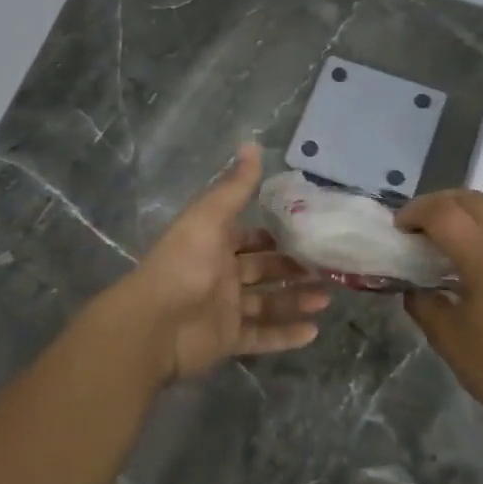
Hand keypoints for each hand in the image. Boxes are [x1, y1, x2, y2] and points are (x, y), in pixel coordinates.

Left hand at [116, 143, 329, 382]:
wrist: (156, 323)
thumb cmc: (185, 263)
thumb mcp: (210, 216)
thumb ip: (235, 186)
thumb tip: (252, 143)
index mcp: (214, 243)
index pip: (249, 237)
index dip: (275, 235)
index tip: (308, 232)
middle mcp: (220, 274)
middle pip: (263, 270)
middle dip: (293, 269)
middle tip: (327, 268)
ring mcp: (224, 309)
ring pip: (267, 303)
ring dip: (296, 300)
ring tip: (326, 298)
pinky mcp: (228, 340)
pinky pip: (261, 337)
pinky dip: (286, 335)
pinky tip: (313, 332)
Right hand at [396, 190, 482, 443]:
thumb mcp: (447, 337)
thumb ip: (423, 303)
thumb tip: (415, 288)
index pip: (443, 212)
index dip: (415, 212)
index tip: (397, 229)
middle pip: (473, 200)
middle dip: (439, 204)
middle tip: (417, 226)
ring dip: (466, 214)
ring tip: (445, 240)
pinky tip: (476, 264)